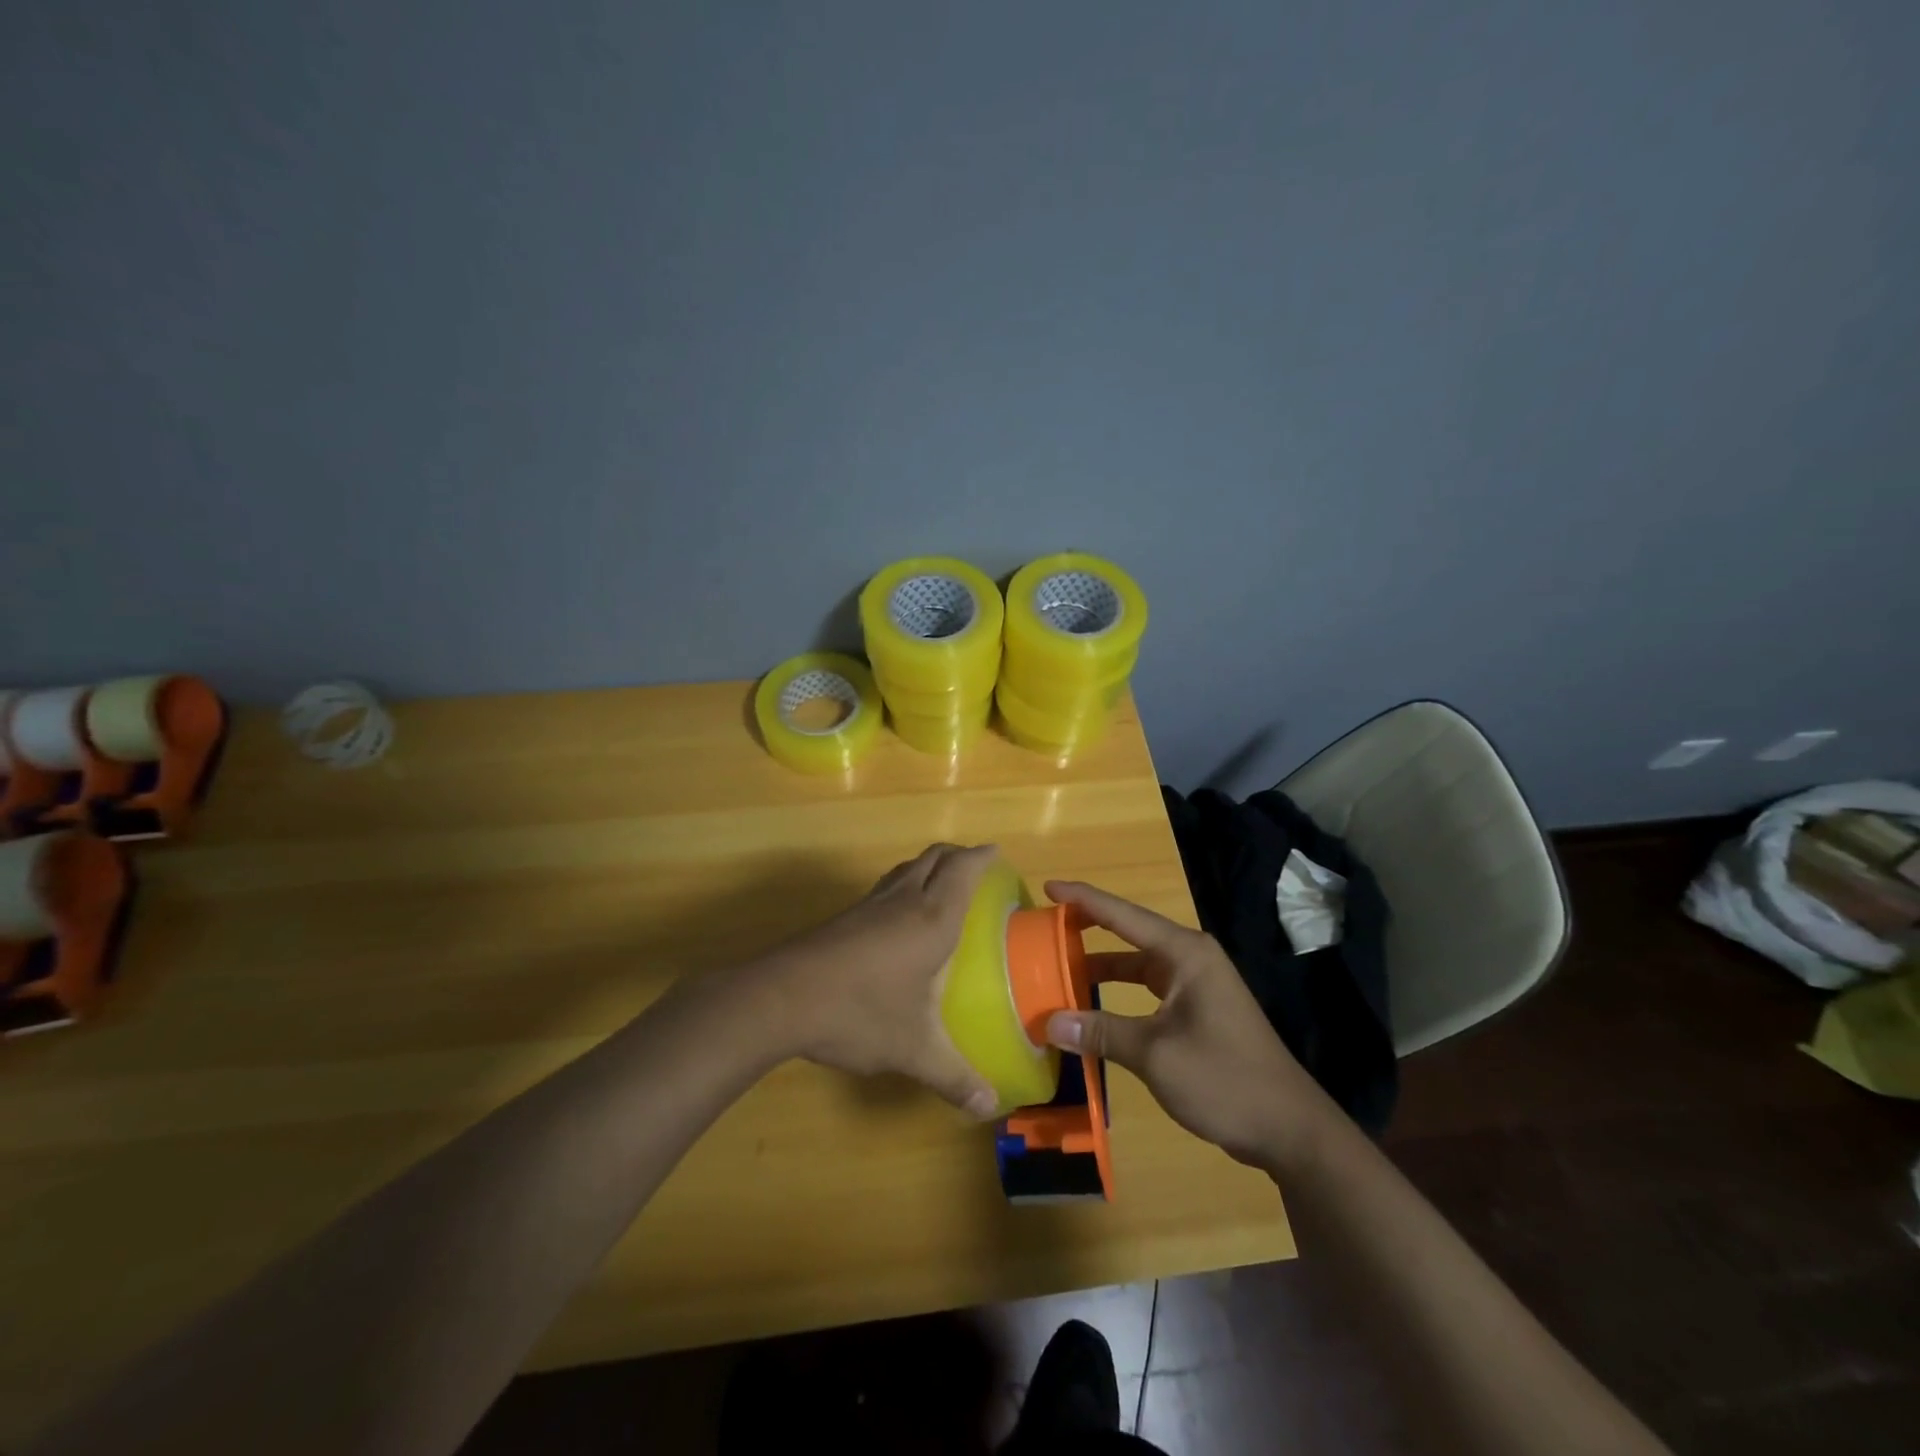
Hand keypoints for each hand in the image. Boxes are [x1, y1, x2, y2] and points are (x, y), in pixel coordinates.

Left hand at [755, 844, 1000, 1118]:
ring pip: (906, 869)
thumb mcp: (913, 1049)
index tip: (996, 852)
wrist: (780, 999)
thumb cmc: (859, 1012)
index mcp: (931, 919)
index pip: (962, 870)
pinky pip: (885, 887)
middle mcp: (903, 901)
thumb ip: (953, 1076)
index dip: (981, 856)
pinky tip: (900, 919)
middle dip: (958, 855)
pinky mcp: (844, 918)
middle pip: (934, 857)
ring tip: (942, 887)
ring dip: (928, 867)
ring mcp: (869, 905)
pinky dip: (904, 886)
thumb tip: (988, 1107)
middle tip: (976, 868)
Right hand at [1042, 880, 1339, 1169]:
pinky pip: (1148, 988)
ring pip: (1137, 963)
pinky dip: (1119, 992)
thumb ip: (1101, 1032)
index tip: (1049, 887)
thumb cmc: (1224, 1079)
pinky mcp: (1197, 1010)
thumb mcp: (1155, 1055)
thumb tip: (1049, 1022)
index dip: (1084, 899)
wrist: (1289, 1129)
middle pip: (1129, 933)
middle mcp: (1191, 958)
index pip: (1123, 915)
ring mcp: (1197, 984)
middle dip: (1088, 928)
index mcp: (1185, 953)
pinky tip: (1094, 1006)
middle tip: (1046, 926)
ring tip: (1059, 965)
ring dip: (1101, 965)